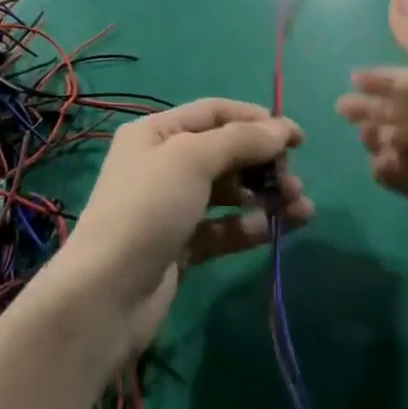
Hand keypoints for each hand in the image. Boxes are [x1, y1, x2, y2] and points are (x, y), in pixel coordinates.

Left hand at [53, 100, 310, 352]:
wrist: (106, 295)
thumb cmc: (147, 209)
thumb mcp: (192, 160)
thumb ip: (240, 141)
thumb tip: (282, 128)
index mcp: (157, 133)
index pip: (215, 113)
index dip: (257, 120)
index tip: (297, 138)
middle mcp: (164, 163)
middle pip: (225, 152)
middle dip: (264, 163)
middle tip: (294, 181)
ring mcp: (173, 207)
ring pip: (229, 192)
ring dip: (265, 196)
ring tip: (301, 208)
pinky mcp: (182, 246)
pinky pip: (224, 227)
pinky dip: (251, 226)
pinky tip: (280, 229)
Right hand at [336, 0, 407, 252]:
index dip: (385, 78)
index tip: (355, 79)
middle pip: (403, 111)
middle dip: (372, 108)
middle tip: (344, 110)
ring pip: (400, 142)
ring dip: (379, 137)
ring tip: (367, 138)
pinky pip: (406, 177)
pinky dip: (389, 170)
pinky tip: (380, 164)